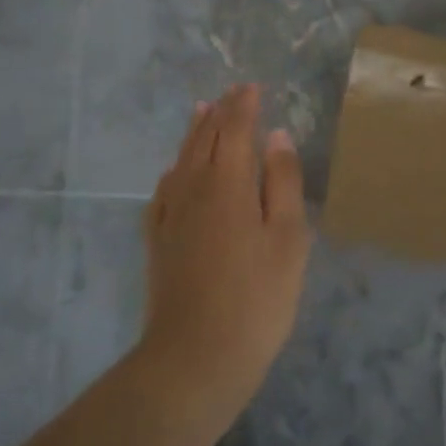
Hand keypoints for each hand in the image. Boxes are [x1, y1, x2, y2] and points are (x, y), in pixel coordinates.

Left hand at [141, 85, 311, 414]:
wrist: (195, 358)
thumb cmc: (257, 298)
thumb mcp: (288, 239)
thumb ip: (282, 183)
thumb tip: (276, 137)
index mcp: (228, 184)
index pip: (234, 130)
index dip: (244, 106)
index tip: (252, 87)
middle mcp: (193, 189)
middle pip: (204, 139)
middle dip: (220, 113)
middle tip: (232, 93)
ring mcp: (170, 216)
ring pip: (181, 160)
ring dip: (194, 133)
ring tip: (201, 112)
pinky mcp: (157, 241)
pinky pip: (163, 190)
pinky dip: (173, 170)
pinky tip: (174, 173)